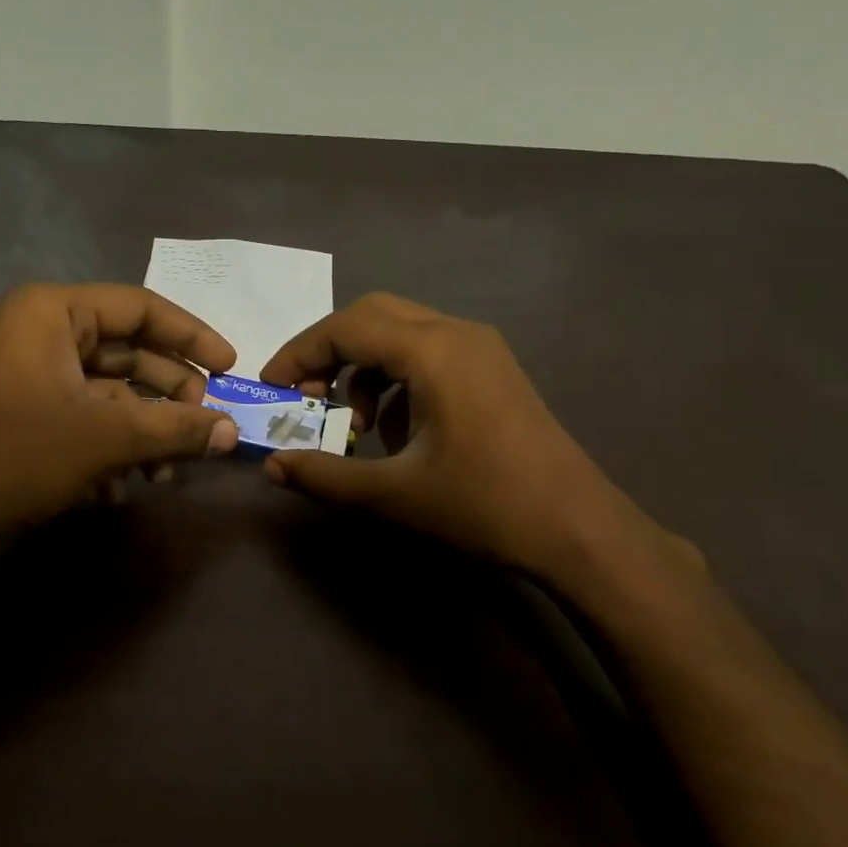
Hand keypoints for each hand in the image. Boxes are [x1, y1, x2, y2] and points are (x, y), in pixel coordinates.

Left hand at [0, 283, 238, 546]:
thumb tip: (233, 433)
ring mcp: (32, 377)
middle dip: (170, 394)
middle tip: (205, 425)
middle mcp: (41, 334)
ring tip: (168, 470)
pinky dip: (114, 447)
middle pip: (129, 352)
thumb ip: (175, 429)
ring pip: (111, 393)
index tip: (231, 368)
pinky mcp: (28, 418)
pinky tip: (128, 485)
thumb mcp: (107, 437)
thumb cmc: (17, 454)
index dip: (192, 337)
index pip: (140, 308)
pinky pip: (87, 419)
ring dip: (145, 430)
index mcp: (53, 313)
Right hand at [261, 293, 698, 579]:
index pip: (346, 327)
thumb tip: (272, 466)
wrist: (576, 529)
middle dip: (330, 352)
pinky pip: (431, 356)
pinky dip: (399, 381)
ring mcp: (483, 350)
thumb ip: (323, 476)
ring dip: (366, 370)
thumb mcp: (391, 494)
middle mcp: (458, 334)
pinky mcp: (494, 372)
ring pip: (403, 335)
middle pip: (374, 317)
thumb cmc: (482, 506)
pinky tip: (400, 433)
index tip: (271, 388)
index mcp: (433, 350)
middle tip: (308, 398)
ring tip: (359, 427)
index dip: (299, 353)